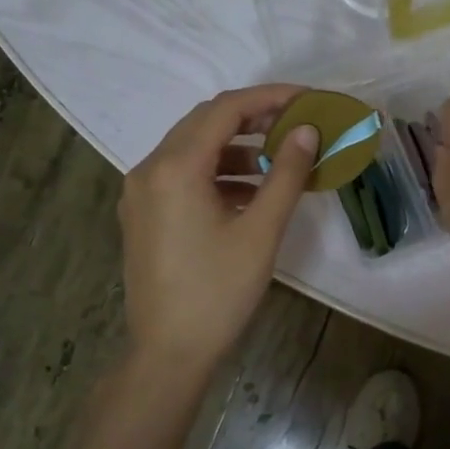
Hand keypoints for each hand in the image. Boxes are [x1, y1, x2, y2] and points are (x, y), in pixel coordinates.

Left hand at [118, 85, 317, 370]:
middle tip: (297, 124)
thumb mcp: (261, 231)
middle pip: (205, 123)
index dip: (270, 97)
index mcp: (175, 168)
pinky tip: (251, 193)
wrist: (170, 351)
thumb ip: (286, 174)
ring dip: (236, 148)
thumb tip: (307, 131)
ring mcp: (141, 193)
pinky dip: (218, 173)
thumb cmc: (219, 291)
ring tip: (280, 160)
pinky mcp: (143, 215)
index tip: (308, 99)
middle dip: (253, 118)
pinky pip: (182, 176)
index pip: (225, 109)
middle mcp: (149, 169)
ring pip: (192, 150)